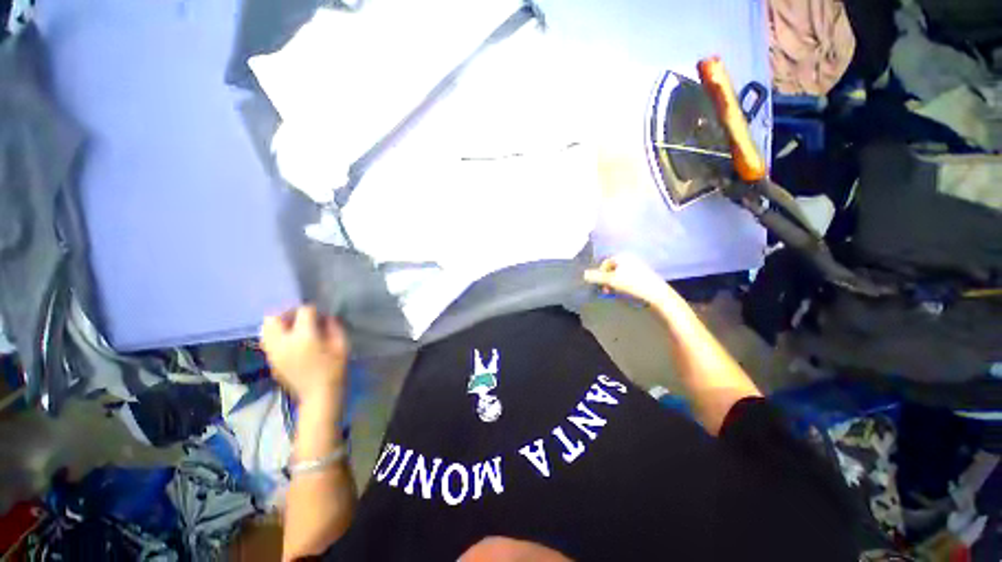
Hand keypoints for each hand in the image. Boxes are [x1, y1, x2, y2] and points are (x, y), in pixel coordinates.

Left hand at [260, 306, 349, 403]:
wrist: (319, 395)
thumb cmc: (335, 369)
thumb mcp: (342, 344)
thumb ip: (333, 326)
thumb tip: (326, 317)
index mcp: (303, 336)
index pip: (304, 311)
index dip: (314, 310)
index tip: (322, 315)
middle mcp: (282, 342)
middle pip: (275, 317)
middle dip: (288, 313)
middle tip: (302, 318)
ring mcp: (273, 352)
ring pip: (266, 329)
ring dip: (279, 324)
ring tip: (294, 328)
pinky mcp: (270, 361)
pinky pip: (267, 341)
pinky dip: (276, 336)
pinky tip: (291, 341)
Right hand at [584, 255, 674, 308]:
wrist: (657, 294)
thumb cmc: (632, 285)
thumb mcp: (611, 281)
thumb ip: (596, 277)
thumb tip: (583, 274)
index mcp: (622, 256)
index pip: (604, 263)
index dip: (599, 274)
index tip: (599, 286)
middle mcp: (630, 258)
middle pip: (612, 269)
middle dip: (606, 280)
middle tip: (606, 291)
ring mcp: (638, 267)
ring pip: (619, 275)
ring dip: (614, 284)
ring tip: (615, 293)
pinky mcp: (644, 276)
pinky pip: (628, 278)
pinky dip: (623, 285)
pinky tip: (625, 293)